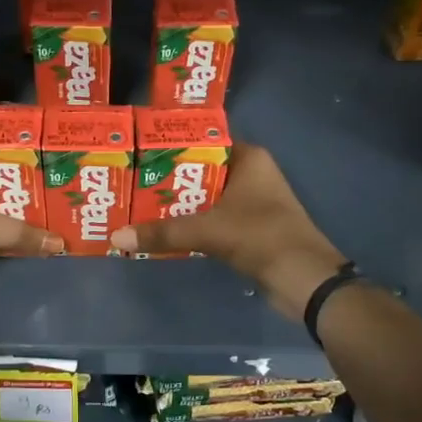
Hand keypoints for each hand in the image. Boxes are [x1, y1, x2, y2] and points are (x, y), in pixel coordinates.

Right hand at [110, 142, 347, 321]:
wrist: (304, 279)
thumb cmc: (259, 237)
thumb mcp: (207, 231)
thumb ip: (163, 232)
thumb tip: (117, 236)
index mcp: (249, 159)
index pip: (204, 141)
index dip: (172, 147)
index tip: (140, 153)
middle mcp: (252, 174)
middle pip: (201, 170)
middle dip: (169, 179)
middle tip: (132, 182)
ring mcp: (253, 202)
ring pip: (207, 196)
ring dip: (180, 204)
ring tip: (140, 205)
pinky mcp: (252, 228)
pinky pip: (214, 218)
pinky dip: (194, 223)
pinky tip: (166, 230)